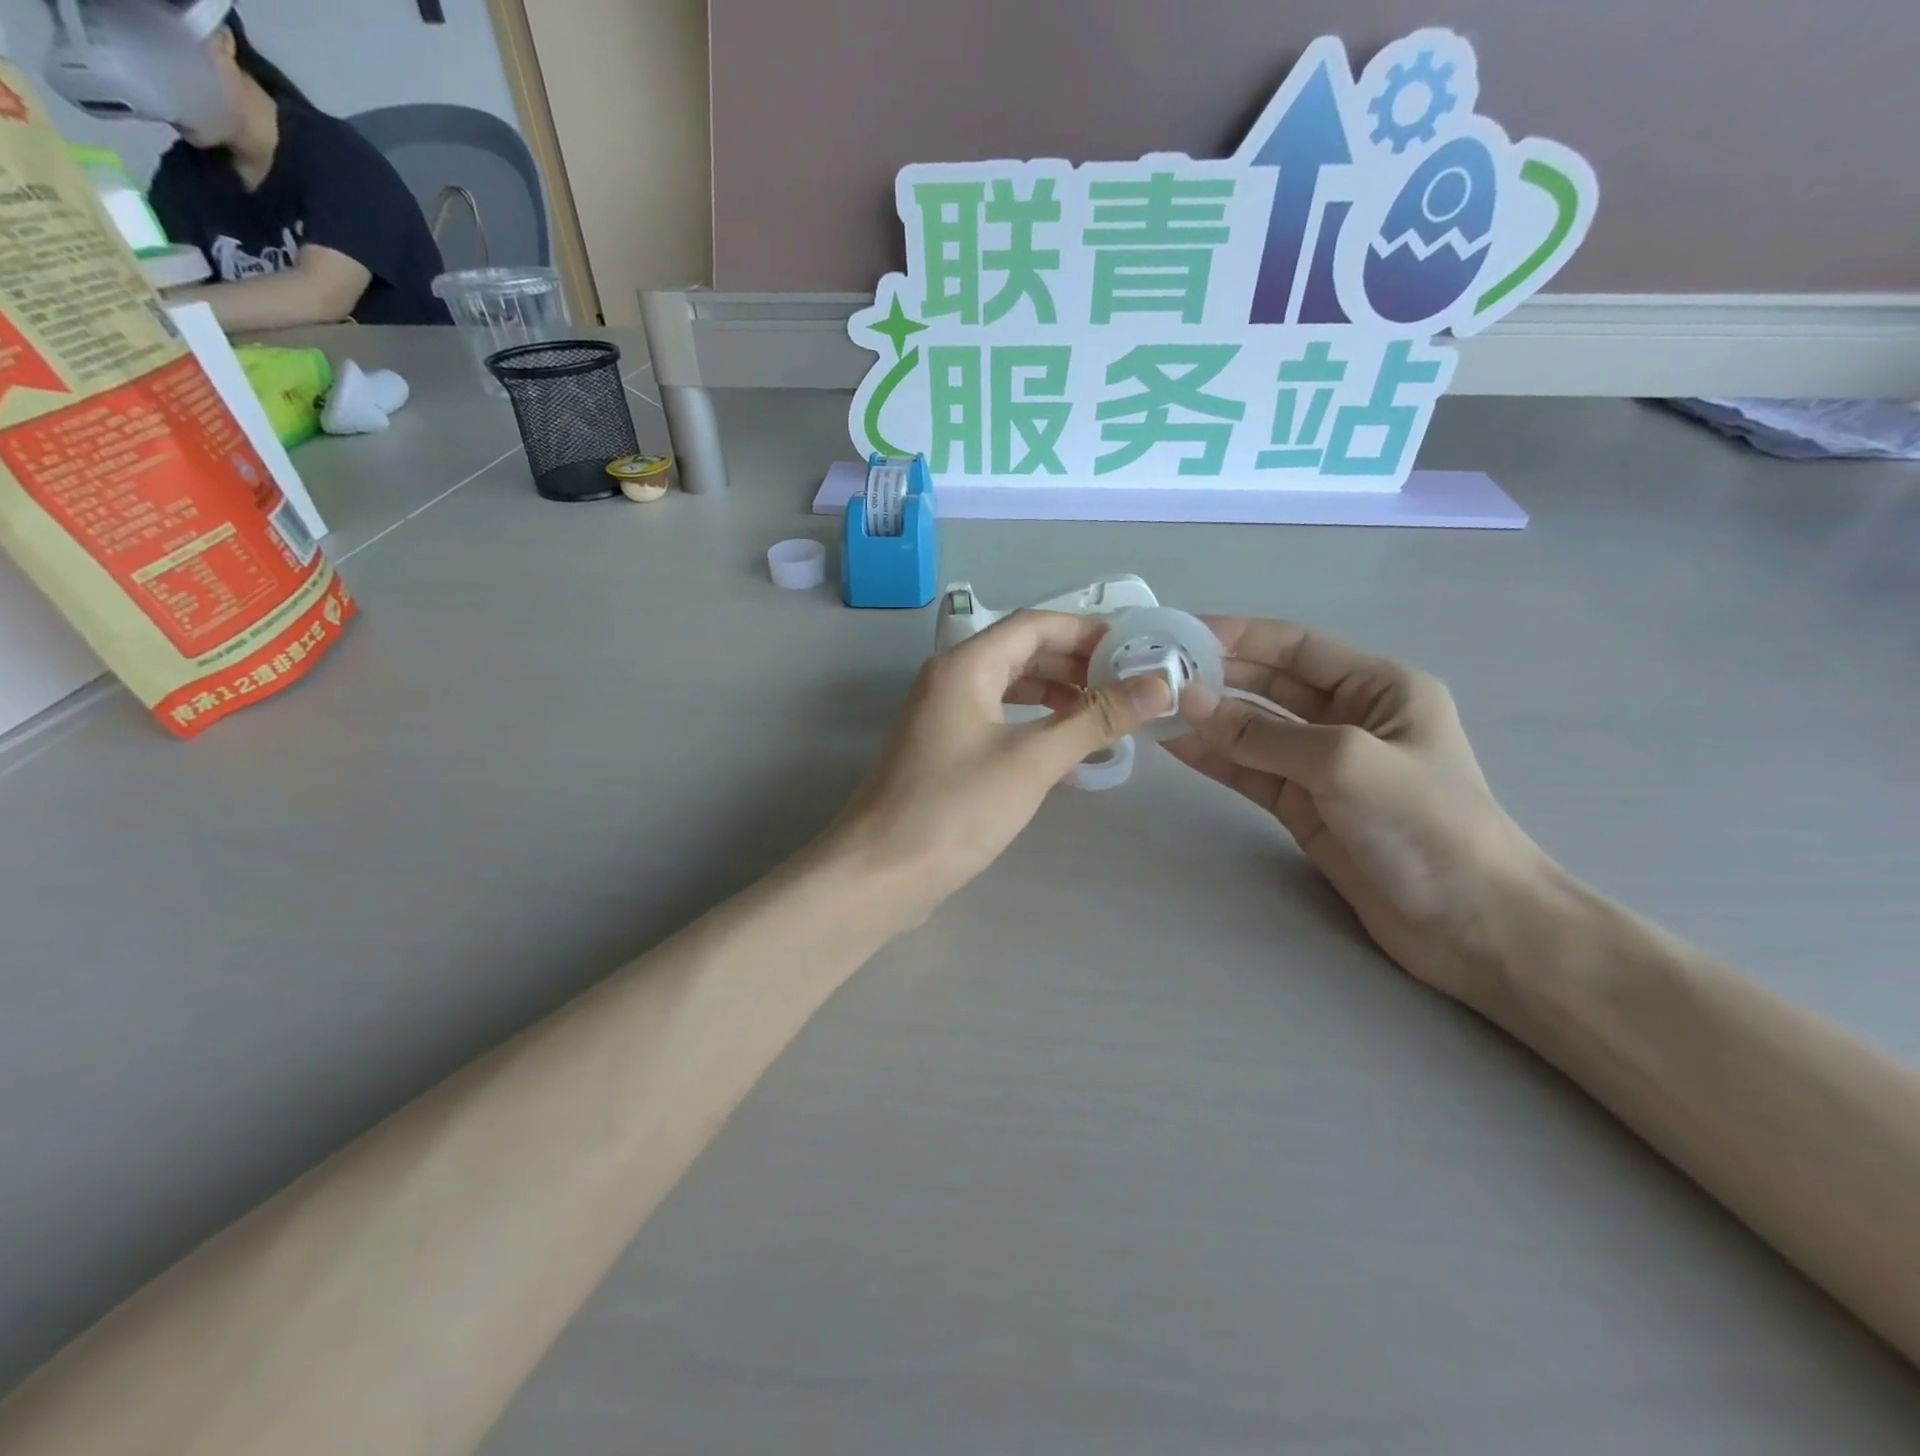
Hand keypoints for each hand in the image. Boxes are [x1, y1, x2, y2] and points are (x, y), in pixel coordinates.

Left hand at [827, 611, 1171, 931]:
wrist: (879, 873)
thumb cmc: (955, 809)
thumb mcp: (1032, 760)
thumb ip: (1094, 719)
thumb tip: (1158, 686)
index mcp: (965, 666)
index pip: (1035, 625)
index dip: (1088, 631)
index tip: (1137, 649)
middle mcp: (950, 680)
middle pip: (1022, 652)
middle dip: (1077, 663)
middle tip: (1130, 684)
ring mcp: (943, 716)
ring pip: (1010, 687)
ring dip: (1058, 693)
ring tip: (1106, 713)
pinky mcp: (944, 751)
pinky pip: (998, 719)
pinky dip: (1034, 723)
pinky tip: (1066, 746)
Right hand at [1164, 618, 1548, 1004]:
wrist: (1471, 925)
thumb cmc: (1426, 825)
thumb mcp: (1344, 763)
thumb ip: (1263, 733)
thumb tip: (1189, 701)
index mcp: (1379, 687)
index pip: (1297, 646)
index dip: (1240, 636)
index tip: (1181, 634)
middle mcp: (1349, 717)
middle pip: (1270, 684)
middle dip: (1217, 677)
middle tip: (1156, 673)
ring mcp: (1323, 765)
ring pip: (1253, 730)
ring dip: (1208, 718)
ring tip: (1153, 706)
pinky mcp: (1304, 806)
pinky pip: (1250, 771)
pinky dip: (1215, 758)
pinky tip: (1175, 745)